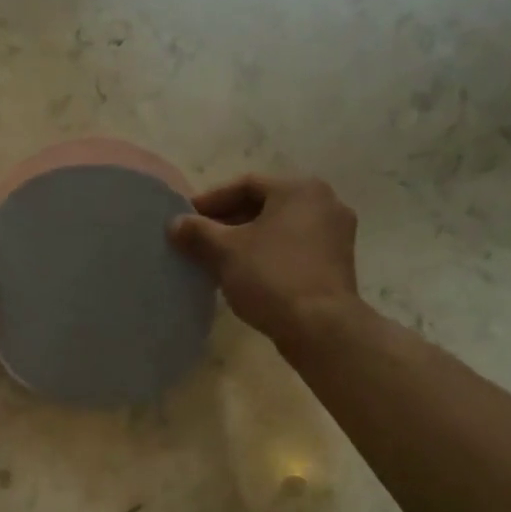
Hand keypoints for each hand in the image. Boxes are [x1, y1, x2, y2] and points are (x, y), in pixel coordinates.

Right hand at [169, 175, 360, 347]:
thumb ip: (197, 231)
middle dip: (227, 220)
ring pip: (278, 228)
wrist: (320, 327)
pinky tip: (243, 272)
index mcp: (299, 189)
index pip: (245, 184)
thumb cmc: (271, 276)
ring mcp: (335, 234)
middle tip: (198, 238)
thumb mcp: (225, 251)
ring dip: (245, 238)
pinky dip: (267, 253)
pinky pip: (292, 247)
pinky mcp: (336, 263)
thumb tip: (174, 223)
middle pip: (264, 205)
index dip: (210, 200)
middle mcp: (324, 203)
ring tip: (215, 257)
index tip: (186, 218)